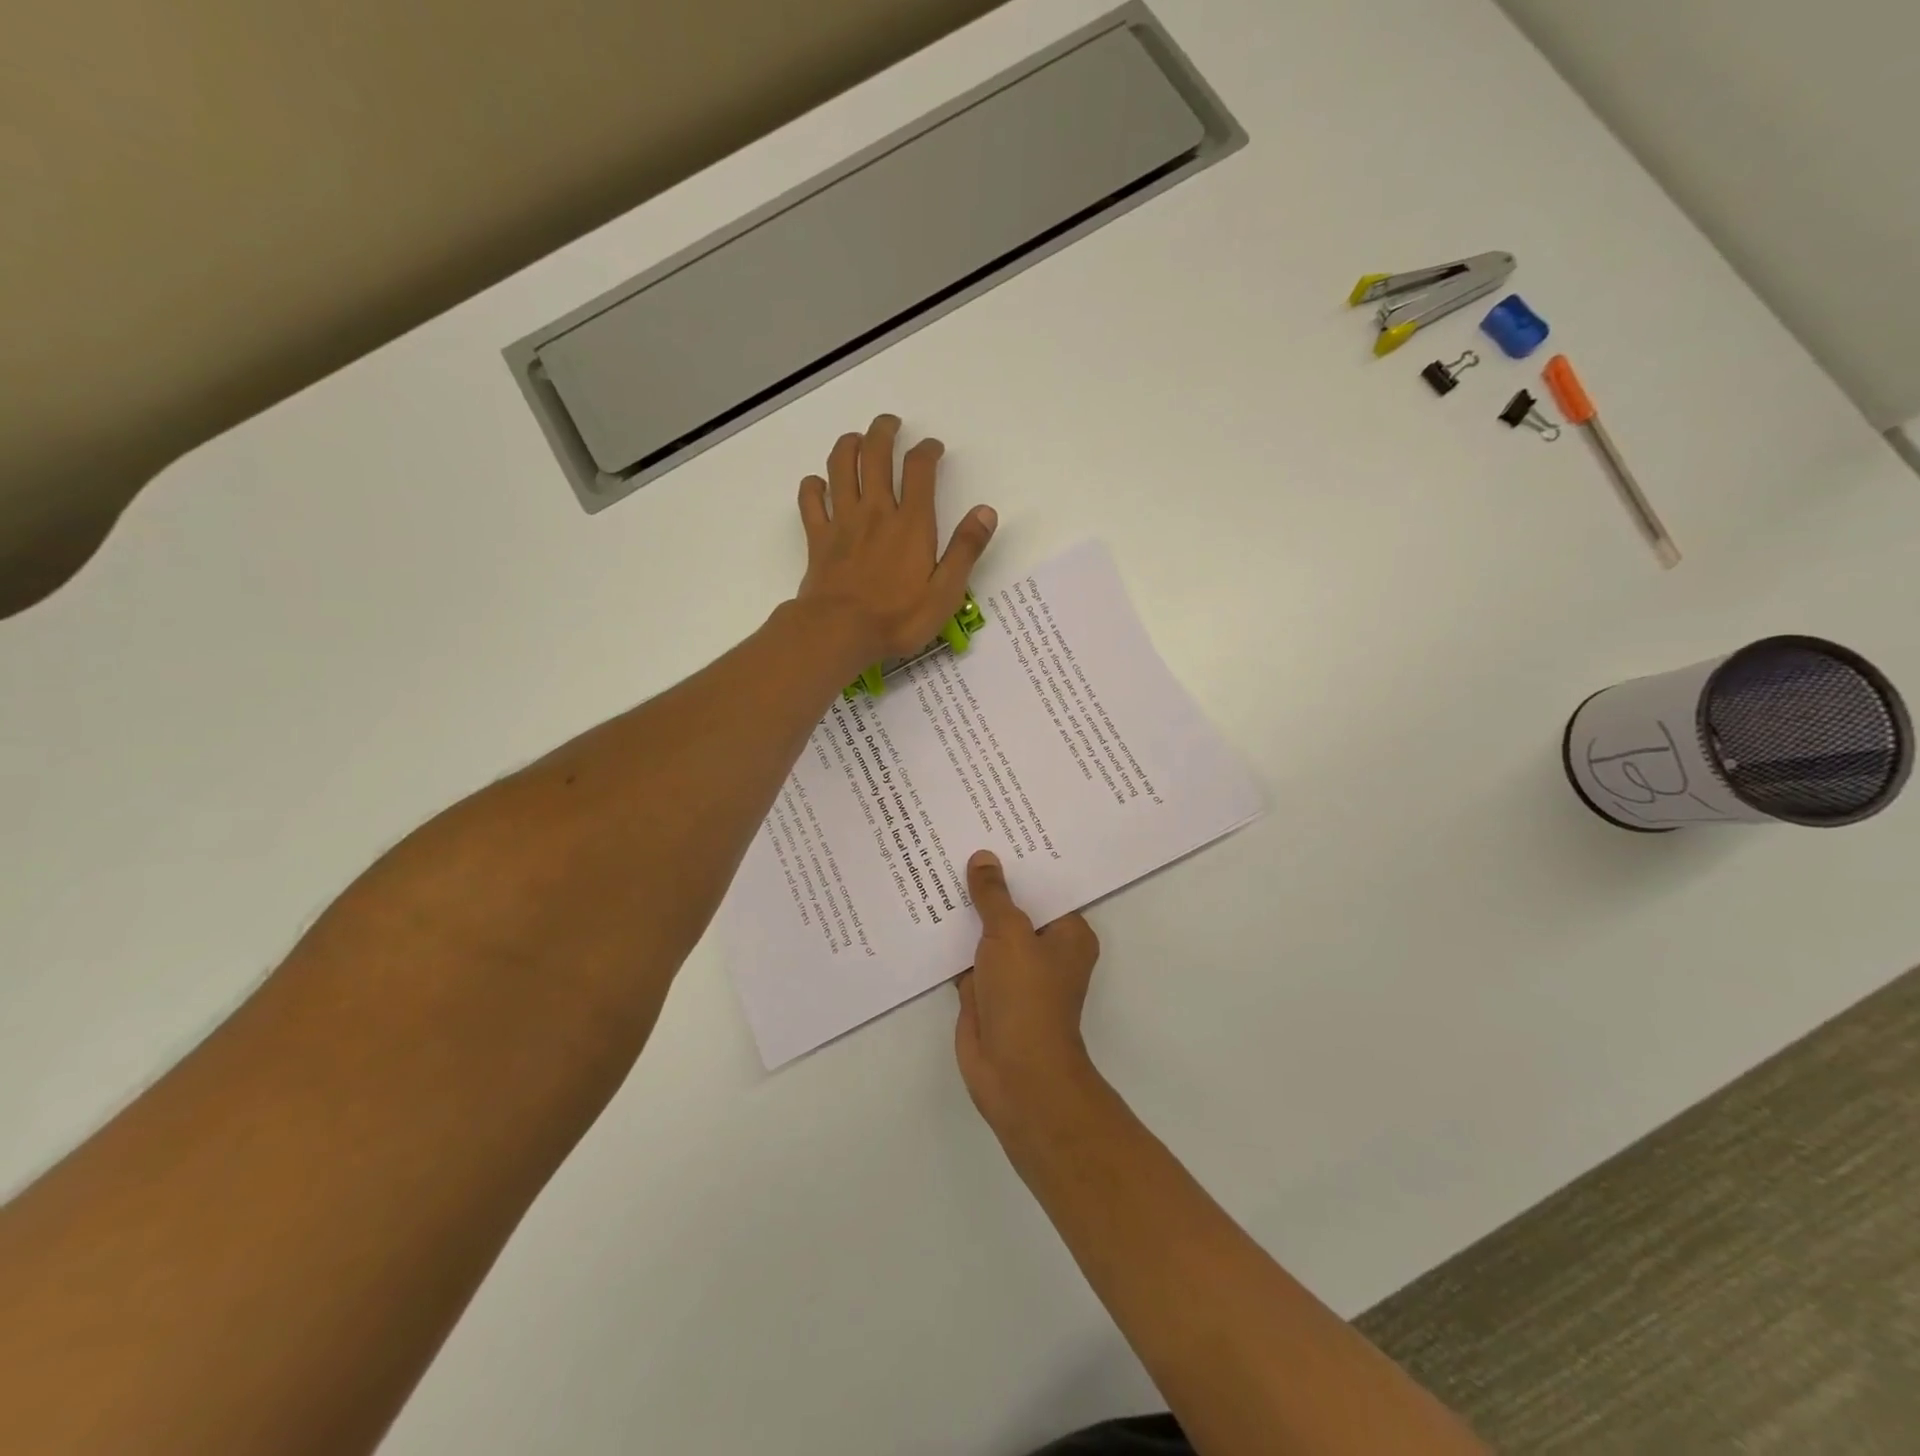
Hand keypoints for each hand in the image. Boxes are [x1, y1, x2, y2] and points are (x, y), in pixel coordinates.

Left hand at [795, 415, 996, 667]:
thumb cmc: (897, 618)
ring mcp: (843, 522)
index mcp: (911, 523)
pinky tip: (818, 484)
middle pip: (875, 455)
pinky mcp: (818, 538)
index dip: (927, 450)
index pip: (919, 470)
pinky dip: (812, 486)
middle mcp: (876, 512)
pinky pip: (810, 500)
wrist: (839, 632)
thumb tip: (986, 512)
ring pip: (840, 467)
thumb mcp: (945, 592)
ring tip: (856, 439)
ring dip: (848, 445)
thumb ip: (966, 550)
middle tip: (890, 424)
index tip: (933, 447)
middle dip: (883, 432)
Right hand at [954, 850, 1101, 1131]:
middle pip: (1014, 905)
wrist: (1013, 1073)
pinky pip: (966, 953)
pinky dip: (949, 937)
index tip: (999, 828)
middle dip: (990, 880)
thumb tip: (983, 858)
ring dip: (966, 908)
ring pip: (987, 930)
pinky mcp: (984, 989)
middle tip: (961, 836)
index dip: (1023, 860)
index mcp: (1067, 933)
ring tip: (938, 862)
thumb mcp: (1010, 934)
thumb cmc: (1026, 997)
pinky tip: (925, 907)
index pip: (1046, 885)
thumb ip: (994, 895)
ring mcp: (1012, 970)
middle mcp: (1043, 949)